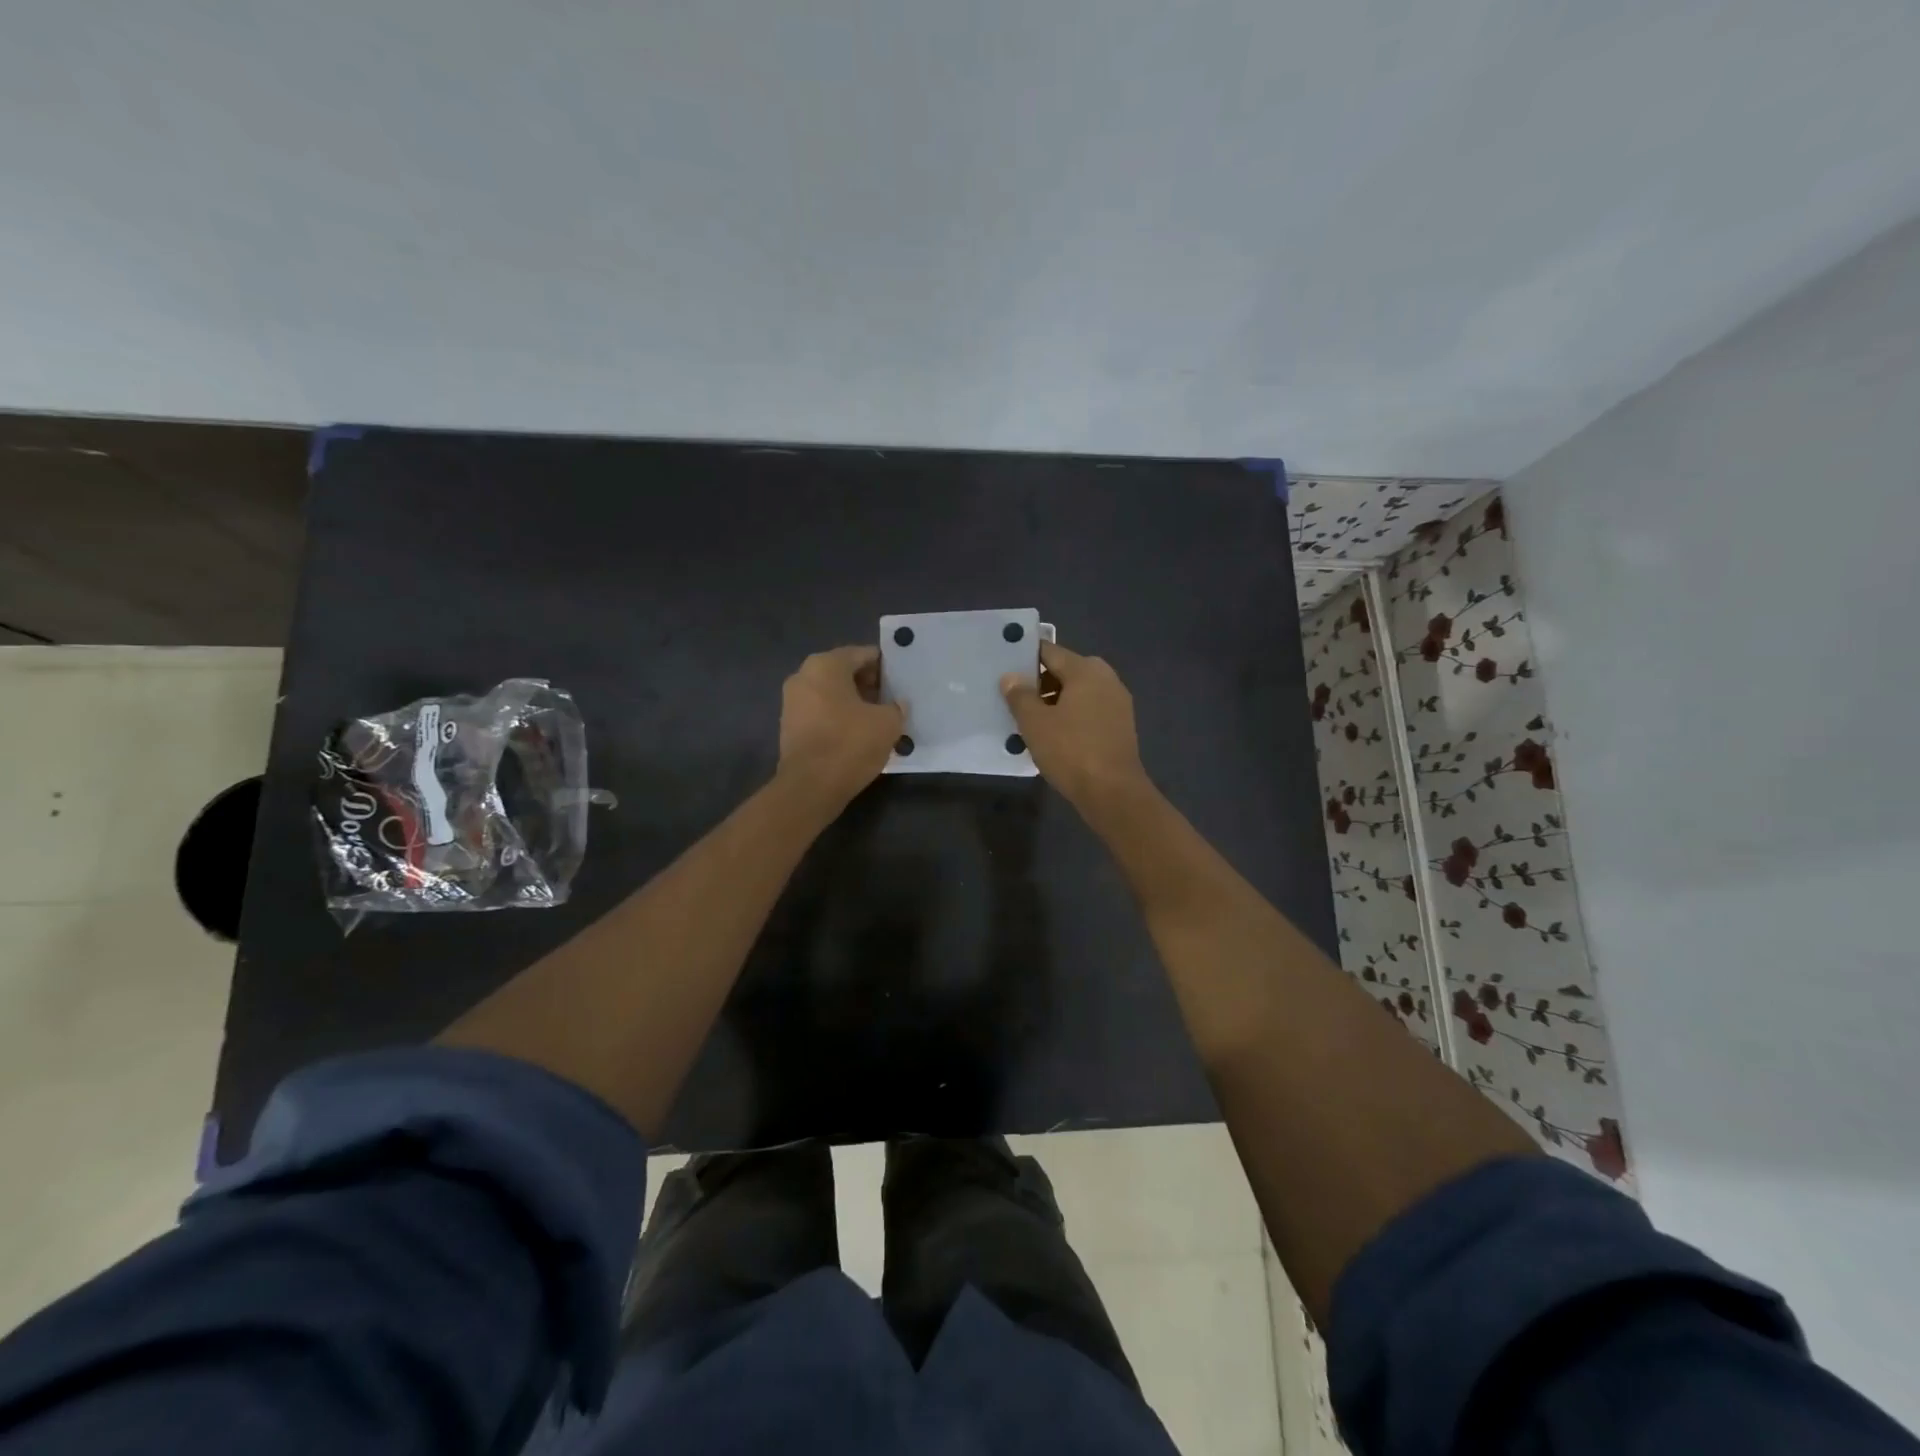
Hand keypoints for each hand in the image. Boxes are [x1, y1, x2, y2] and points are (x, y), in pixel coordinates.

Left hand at [777, 646, 904, 811]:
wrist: (810, 787)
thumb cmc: (850, 743)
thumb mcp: (888, 723)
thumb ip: (896, 707)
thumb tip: (897, 704)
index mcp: (826, 665)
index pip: (862, 654)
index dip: (885, 666)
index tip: (901, 680)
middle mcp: (803, 676)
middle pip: (844, 672)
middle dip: (869, 684)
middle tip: (892, 700)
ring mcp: (792, 702)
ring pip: (831, 694)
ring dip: (854, 703)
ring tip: (878, 719)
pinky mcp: (789, 727)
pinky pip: (821, 713)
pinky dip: (839, 718)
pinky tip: (858, 735)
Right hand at [1002, 642, 1151, 815]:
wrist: (1112, 792)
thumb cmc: (1070, 751)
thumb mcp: (1035, 723)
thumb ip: (1020, 695)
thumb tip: (1011, 677)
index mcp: (1086, 670)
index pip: (1049, 651)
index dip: (1025, 657)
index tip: (1004, 666)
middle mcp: (1106, 678)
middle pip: (1065, 671)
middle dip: (1038, 682)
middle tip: (1011, 696)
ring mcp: (1117, 703)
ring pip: (1077, 693)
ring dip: (1054, 701)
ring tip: (1028, 719)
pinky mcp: (1120, 726)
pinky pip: (1088, 711)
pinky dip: (1070, 716)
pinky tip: (1053, 735)